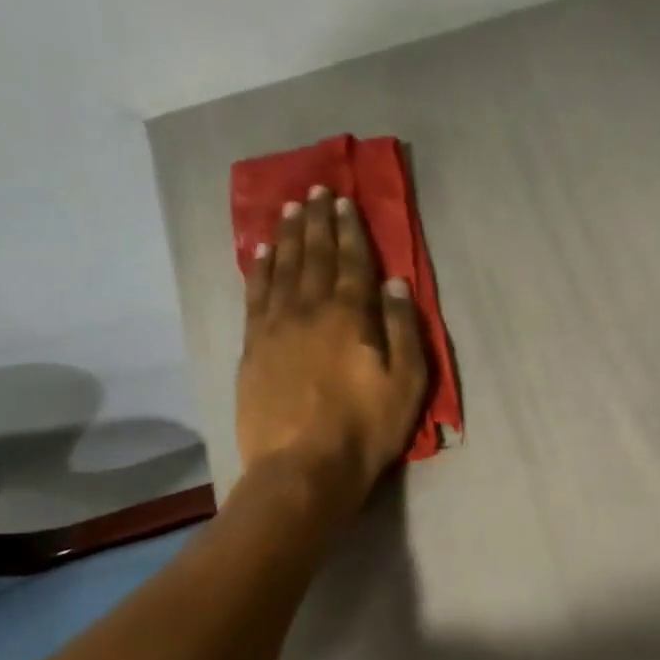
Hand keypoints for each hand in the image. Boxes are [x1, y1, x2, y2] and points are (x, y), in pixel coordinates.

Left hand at [237, 185, 427, 514]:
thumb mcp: (407, 383)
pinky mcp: (253, 347)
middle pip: (313, 256)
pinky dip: (258, 269)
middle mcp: (310, 310)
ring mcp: (275, 326)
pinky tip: (259, 253)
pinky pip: (255, 295)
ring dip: (286, 236)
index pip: (352, 262)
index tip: (344, 201)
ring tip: (289, 209)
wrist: (303, 467)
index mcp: (351, 316)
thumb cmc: (366, 428)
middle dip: (317, 221)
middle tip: (316, 191)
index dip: (350, 229)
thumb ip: (403, 329)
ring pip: (281, 269)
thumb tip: (396, 283)